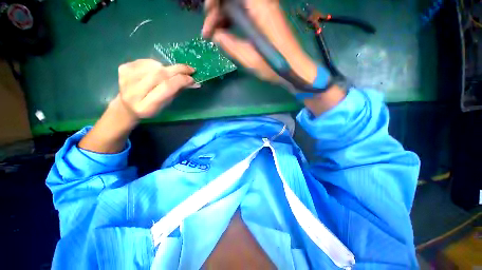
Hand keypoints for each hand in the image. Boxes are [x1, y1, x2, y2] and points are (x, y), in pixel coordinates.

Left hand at [118, 59, 197, 118]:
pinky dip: (156, 64)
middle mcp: (134, 92)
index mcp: (147, 106)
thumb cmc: (151, 108)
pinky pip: (145, 61)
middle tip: (189, 69)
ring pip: (154, 66)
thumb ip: (177, 91)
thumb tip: (193, 82)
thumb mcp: (166, 104)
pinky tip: (157, 70)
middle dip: (177, 70)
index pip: (166, 88)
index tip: (192, 78)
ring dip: (167, 68)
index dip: (180, 80)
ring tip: (172, 73)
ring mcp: (126, 78)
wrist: (127, 106)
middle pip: (159, 74)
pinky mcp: (123, 68)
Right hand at [202, 0, 316, 83]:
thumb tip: (216, 35)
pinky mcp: (264, 16)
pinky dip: (232, 19)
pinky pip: (243, 10)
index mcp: (259, 7)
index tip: (208, 20)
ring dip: (222, 15)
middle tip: (209, 31)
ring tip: (215, 34)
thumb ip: (230, 45)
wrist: (294, 68)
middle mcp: (262, 2)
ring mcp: (264, 8)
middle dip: (216, 9)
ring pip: (236, 3)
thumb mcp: (249, 59)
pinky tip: (226, 32)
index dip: (214, 2)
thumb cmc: (274, 66)